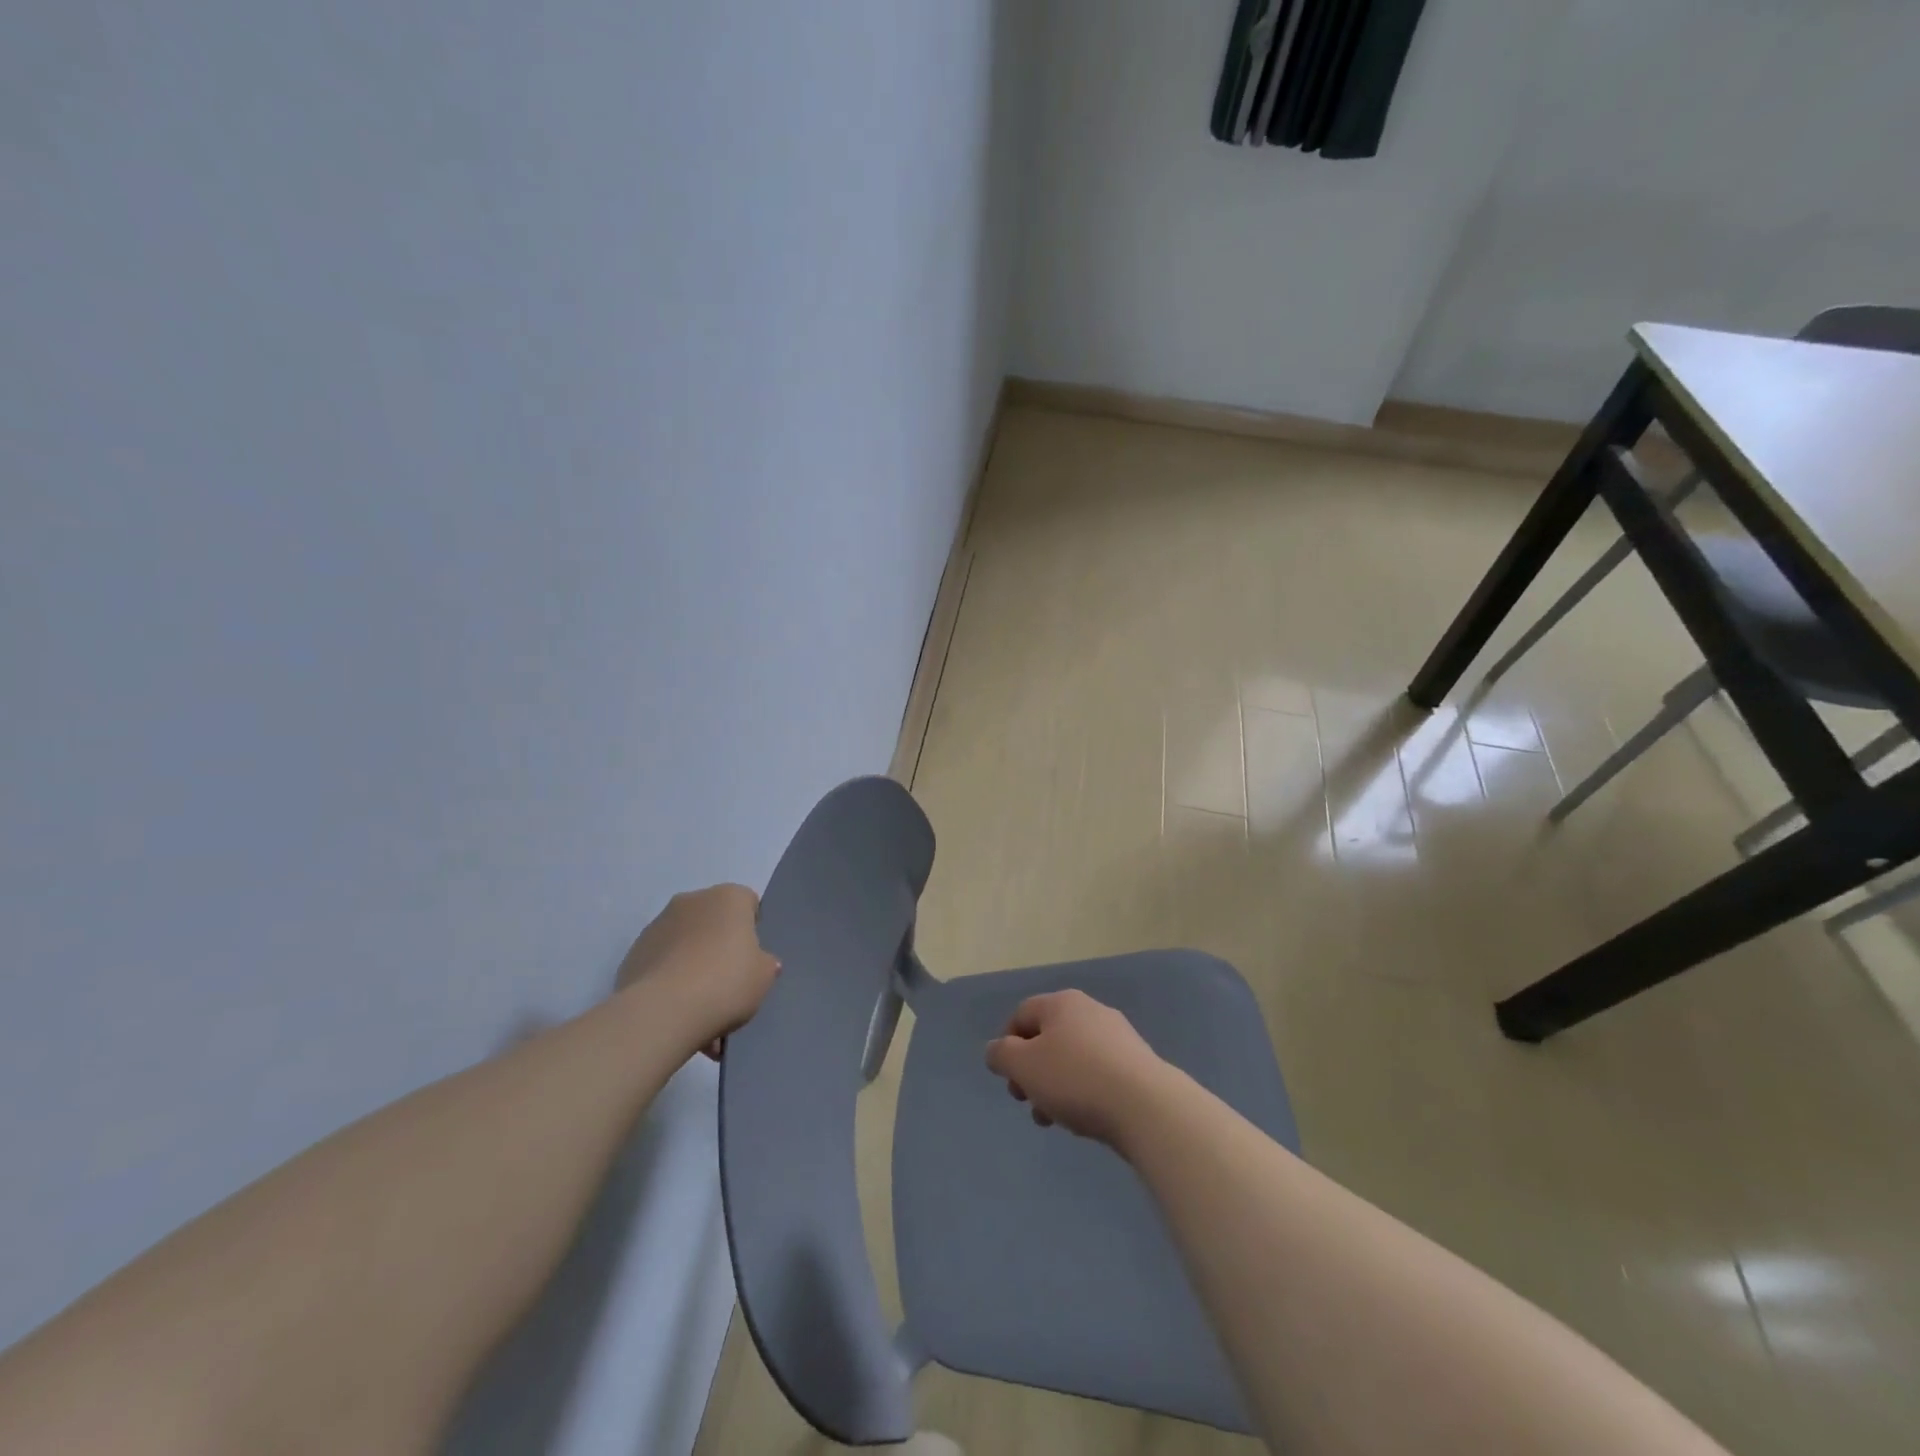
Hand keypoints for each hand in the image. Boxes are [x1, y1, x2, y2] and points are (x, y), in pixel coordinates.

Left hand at [616, 884, 779, 1058]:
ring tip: (699, 1006)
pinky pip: (662, 962)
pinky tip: (677, 1010)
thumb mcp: (764, 976)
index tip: (751, 959)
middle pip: (713, 920)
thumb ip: (765, 963)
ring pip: (685, 941)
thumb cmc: (725, 983)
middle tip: (727, 982)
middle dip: (719, 945)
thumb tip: (759, 962)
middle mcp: (692, 900)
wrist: (663, 1012)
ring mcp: (657, 925)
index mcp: (728, 898)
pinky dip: (670, 979)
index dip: (751, 930)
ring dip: (693, 963)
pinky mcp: (633, 953)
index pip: (747, 902)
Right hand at [984, 990, 1170, 1147]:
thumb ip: (1001, 1054)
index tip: (1009, 1080)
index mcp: (1062, 1002)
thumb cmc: (1075, 1079)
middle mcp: (1091, 1010)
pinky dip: (1084, 1092)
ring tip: (1056, 1119)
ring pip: (1072, 1058)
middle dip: (1032, 1071)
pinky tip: (1086, 1118)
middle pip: (1048, 1037)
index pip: (1021, 1014)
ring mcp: (1118, 1036)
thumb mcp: (1023, 1066)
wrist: (1146, 1107)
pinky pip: (1098, 1073)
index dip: (1007, 1046)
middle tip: (1028, 1102)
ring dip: (1056, 1087)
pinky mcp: (1137, 1063)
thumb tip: (997, 1049)